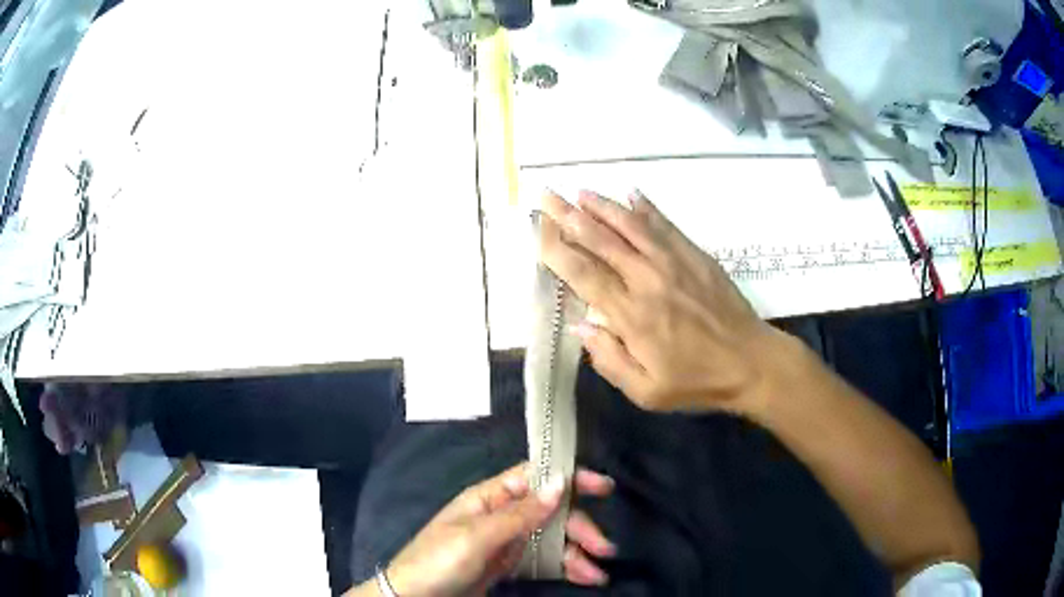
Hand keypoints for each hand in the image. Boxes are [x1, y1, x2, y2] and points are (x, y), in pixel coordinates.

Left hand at [382, 464, 615, 595]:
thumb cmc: (438, 561)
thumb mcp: (476, 538)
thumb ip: (519, 514)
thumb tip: (560, 482)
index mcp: (489, 498)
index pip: (535, 477)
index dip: (569, 478)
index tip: (603, 487)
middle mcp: (501, 515)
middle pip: (551, 512)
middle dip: (580, 527)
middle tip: (604, 548)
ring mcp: (506, 542)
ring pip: (551, 538)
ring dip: (577, 552)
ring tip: (598, 572)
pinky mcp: (508, 565)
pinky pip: (544, 560)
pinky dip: (566, 567)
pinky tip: (585, 577)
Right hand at [540, 189, 779, 412]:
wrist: (751, 362)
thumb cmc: (697, 381)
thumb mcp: (647, 392)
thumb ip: (609, 360)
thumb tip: (581, 325)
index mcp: (632, 315)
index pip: (584, 274)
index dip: (556, 249)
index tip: (537, 229)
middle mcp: (647, 280)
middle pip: (601, 241)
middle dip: (569, 216)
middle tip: (546, 196)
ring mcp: (673, 263)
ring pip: (630, 226)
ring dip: (602, 206)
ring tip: (579, 191)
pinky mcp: (695, 256)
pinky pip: (665, 225)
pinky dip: (646, 208)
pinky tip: (631, 193)